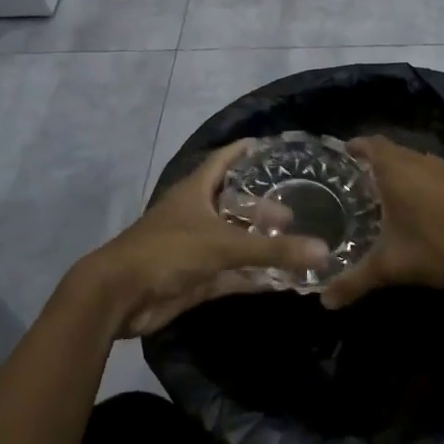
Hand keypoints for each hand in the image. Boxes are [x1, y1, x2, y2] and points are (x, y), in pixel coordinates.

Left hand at [73, 141, 331, 338]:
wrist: (119, 296)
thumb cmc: (168, 252)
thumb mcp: (222, 245)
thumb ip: (272, 250)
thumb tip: (323, 251)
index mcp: (196, 191)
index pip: (225, 160)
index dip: (246, 151)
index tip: (274, 147)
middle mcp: (197, 214)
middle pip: (235, 204)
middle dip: (264, 207)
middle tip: (296, 212)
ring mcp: (196, 247)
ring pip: (236, 241)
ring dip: (261, 244)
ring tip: (298, 243)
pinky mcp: (197, 278)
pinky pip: (233, 273)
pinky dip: (255, 276)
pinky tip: (283, 281)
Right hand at [320, 136, 443, 309]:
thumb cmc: (441, 247)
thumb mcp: (392, 267)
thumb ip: (355, 281)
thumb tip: (324, 301)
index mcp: (397, 168)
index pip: (370, 143)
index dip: (353, 147)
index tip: (337, 156)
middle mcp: (420, 161)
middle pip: (390, 152)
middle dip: (370, 164)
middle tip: (349, 185)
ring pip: (412, 165)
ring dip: (395, 175)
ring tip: (376, 198)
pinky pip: (429, 177)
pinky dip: (416, 186)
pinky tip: (413, 212)